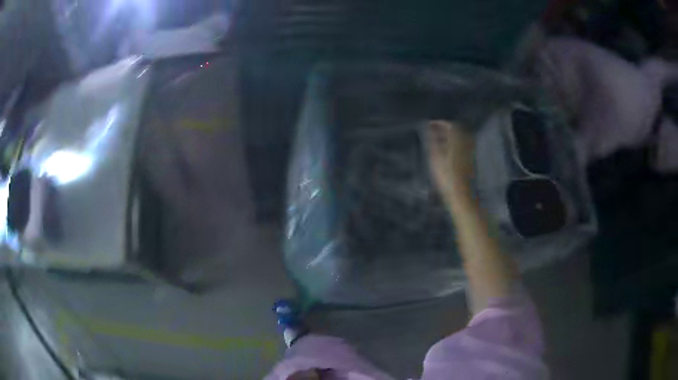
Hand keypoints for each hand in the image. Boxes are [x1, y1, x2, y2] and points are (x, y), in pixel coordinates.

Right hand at [426, 120, 475, 199]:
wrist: (461, 194)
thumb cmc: (446, 176)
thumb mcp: (435, 157)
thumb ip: (432, 140)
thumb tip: (429, 128)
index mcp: (458, 139)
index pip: (450, 125)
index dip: (439, 123)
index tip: (430, 124)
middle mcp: (466, 143)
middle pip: (457, 130)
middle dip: (445, 128)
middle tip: (434, 131)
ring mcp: (470, 152)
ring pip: (460, 138)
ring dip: (450, 136)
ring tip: (438, 140)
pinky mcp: (470, 160)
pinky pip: (463, 145)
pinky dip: (454, 144)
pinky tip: (446, 150)